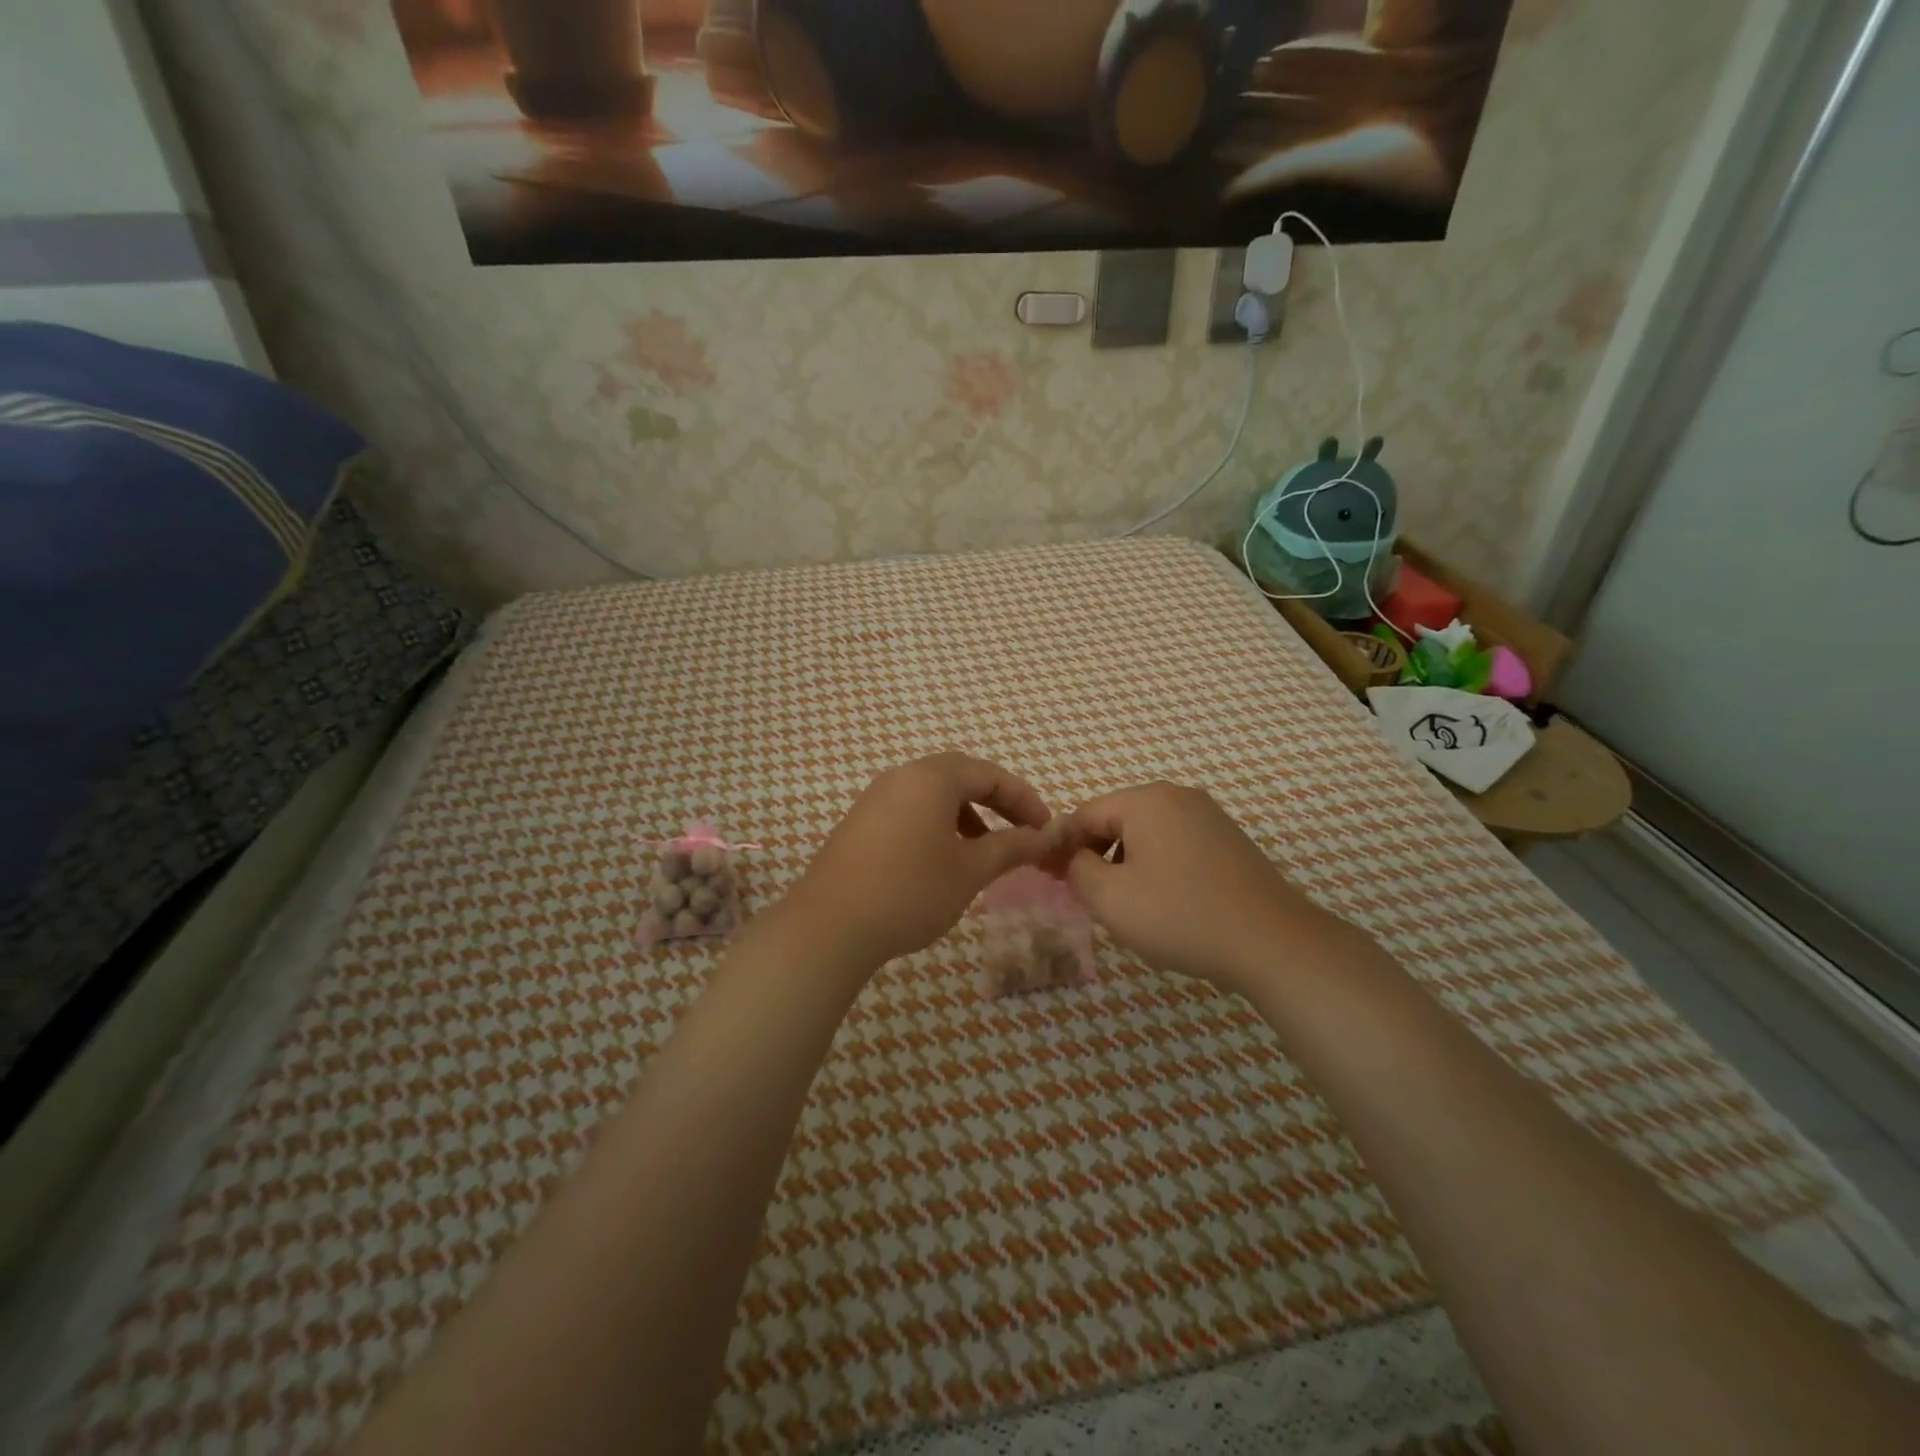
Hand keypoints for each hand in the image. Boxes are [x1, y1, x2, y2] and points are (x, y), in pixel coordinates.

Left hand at [789, 753, 1065, 968]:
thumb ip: (1013, 847)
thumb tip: (1048, 836)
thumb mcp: (971, 870)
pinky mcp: (861, 822)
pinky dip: (938, 825)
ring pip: (934, 794)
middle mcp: (902, 776)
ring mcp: (876, 798)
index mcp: (932, 777)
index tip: (1047, 831)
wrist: (829, 926)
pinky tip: (943, 860)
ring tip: (985, 851)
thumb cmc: (910, 891)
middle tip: (1022, 834)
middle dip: (997, 803)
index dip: (1025, 800)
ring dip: (968, 815)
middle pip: (962, 777)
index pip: (991, 774)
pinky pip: (911, 810)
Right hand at [1063, 782, 1344, 995]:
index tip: (1047, 877)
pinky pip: (1176, 844)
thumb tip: (1074, 859)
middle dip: (1094, 854)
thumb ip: (1077, 870)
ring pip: (1147, 833)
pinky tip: (1163, 901)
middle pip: (1117, 819)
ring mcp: (1209, 816)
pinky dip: (1157, 866)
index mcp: (1146, 800)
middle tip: (1083, 893)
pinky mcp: (1229, 841)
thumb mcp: (1110, 898)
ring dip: (1125, 862)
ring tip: (1123, 903)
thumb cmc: (1181, 915)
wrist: (1272, 942)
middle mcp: (1178, 796)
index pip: (1085, 814)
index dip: (1061, 845)